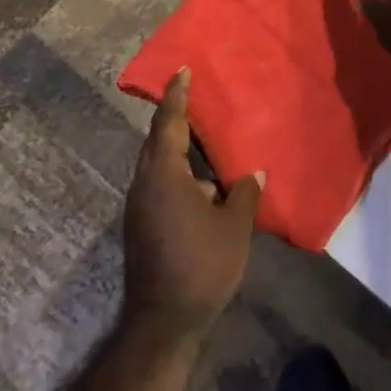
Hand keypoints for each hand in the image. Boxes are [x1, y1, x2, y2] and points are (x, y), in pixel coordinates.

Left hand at [122, 69, 262, 346]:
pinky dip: (176, 174)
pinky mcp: (140, 226)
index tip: (182, 70)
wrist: (163, 320)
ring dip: (177, 150)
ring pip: (157, 165)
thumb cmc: (202, 264)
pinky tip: (201, 186)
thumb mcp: (234, 227)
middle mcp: (144, 184)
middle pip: (157, 141)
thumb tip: (252, 174)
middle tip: (193, 97)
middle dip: (174, 118)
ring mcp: (138, 206)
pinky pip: (158, 184)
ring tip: (203, 141)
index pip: (169, 123)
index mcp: (164, 175)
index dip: (177, 95)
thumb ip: (244, 194)